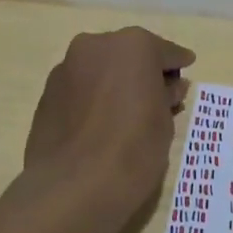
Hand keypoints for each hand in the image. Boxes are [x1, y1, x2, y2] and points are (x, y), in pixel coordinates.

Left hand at [21, 28, 194, 210]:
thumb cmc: (133, 149)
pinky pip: (80, 89)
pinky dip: (92, 99)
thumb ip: (167, 97)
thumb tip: (168, 88)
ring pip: (100, 70)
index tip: (186, 70)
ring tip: (125, 113)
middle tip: (156, 96)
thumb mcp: (165, 123)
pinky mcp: (46, 94)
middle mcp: (96, 46)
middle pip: (128, 55)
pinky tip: (100, 124)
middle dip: (142, 72)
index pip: (165, 52)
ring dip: (114, 83)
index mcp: (133, 45)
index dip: (177, 64)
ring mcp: (66, 68)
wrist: (73, 187)